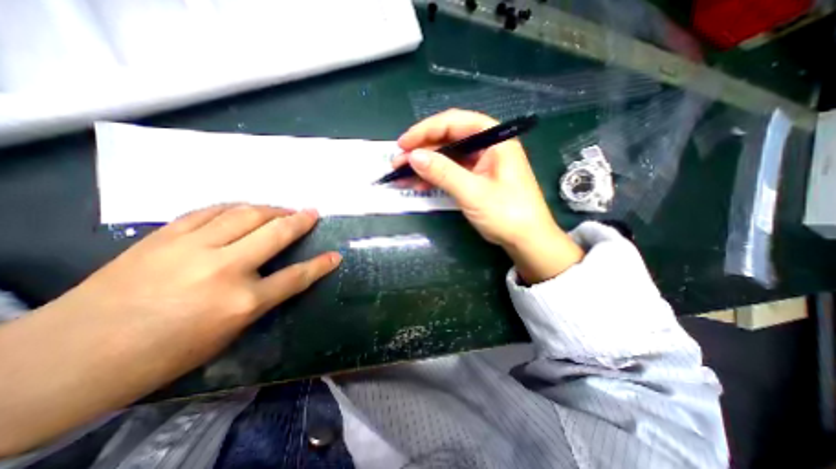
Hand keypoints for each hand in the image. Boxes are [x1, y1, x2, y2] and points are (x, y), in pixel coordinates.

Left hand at [0, 204, 342, 454]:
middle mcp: (224, 268)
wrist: (70, 356)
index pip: (296, 277)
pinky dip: (235, 207)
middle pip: (275, 233)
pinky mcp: (165, 236)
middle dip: (300, 220)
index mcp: (241, 302)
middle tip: (312, 212)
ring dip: (271, 209)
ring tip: (283, 209)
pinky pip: (211, 211)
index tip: (336, 255)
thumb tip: (278, 276)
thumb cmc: (164, 354)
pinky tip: (244, 208)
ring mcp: (192, 248)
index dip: (320, 265)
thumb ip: (259, 300)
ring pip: (246, 214)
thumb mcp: (228, 334)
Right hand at [397, 109, 582, 281]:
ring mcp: (481, 164)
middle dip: (422, 150)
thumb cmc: (507, 213)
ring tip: (401, 175)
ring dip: (425, 165)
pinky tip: (418, 184)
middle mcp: (487, 147)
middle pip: (449, 139)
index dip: (426, 130)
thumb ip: (443, 172)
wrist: (526, 240)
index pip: (455, 122)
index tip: (404, 143)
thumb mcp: (473, 192)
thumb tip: (413, 156)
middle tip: (398, 162)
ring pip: (448, 157)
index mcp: (494, 139)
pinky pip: (452, 172)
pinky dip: (435, 178)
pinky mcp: (476, 179)